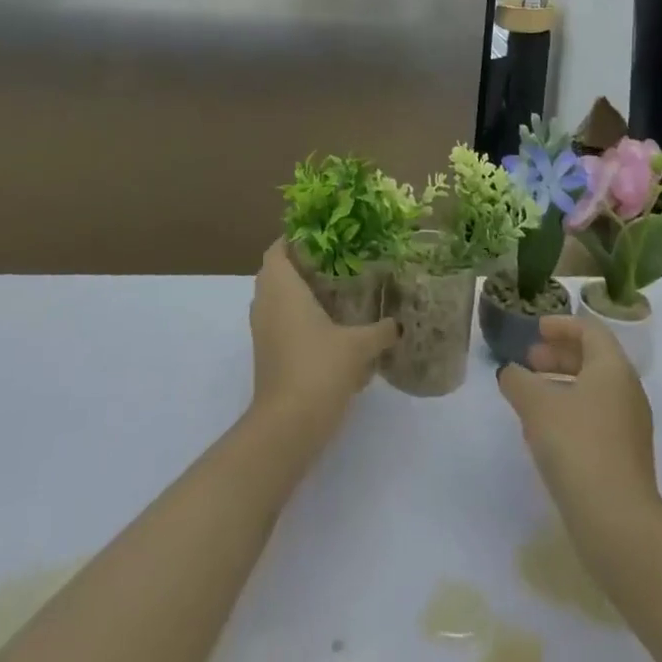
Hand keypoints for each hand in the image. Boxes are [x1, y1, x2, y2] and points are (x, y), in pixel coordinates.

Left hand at [249, 241, 398, 438]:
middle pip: (277, 271)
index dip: (295, 238)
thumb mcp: (358, 346)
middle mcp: (266, 302)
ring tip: (335, 289)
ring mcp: (262, 330)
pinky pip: (279, 321)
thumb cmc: (318, 369)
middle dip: (301, 263)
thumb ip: (380, 331)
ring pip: (277, 298)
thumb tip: (399, 324)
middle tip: (335, 259)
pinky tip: (328, 326)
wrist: (287, 427)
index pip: (278, 248)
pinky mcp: (267, 353)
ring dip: (298, 291)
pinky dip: (297, 316)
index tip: (323, 234)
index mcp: (282, 286)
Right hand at [496, 314, 658, 521]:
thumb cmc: (577, 446)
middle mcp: (627, 391)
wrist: (618, 525)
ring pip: (593, 392)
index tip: (536, 330)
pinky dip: (570, 413)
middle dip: (559, 356)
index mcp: (612, 368)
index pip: (590, 330)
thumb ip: (518, 380)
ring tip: (531, 398)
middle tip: (529, 362)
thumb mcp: (536, 405)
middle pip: (593, 359)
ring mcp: (630, 428)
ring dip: (562, 386)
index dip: (561, 325)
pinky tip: (544, 433)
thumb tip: (510, 372)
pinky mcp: (625, 459)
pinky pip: (596, 419)